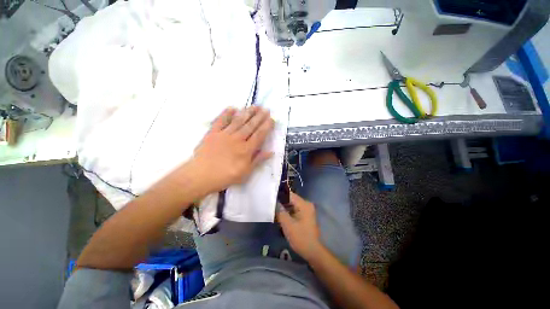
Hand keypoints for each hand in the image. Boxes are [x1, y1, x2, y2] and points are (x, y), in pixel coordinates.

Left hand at [189, 106, 274, 193]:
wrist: (201, 176)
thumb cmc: (225, 176)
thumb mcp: (245, 172)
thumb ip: (258, 160)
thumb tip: (271, 152)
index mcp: (246, 150)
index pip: (259, 135)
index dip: (266, 126)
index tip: (272, 119)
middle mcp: (237, 139)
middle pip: (250, 126)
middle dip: (259, 117)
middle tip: (266, 109)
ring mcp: (224, 135)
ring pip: (238, 121)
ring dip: (247, 113)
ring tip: (255, 106)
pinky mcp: (213, 133)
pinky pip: (220, 121)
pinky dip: (226, 113)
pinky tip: (233, 107)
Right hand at [277, 192, 322, 260]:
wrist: (313, 251)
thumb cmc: (300, 237)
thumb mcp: (287, 224)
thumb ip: (280, 211)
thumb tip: (274, 202)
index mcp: (304, 204)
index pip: (289, 194)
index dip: (279, 196)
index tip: (270, 198)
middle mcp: (306, 204)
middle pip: (291, 199)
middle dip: (281, 203)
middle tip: (271, 206)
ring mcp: (307, 210)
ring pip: (292, 205)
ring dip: (284, 208)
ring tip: (275, 212)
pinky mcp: (306, 215)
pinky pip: (295, 210)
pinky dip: (288, 212)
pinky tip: (282, 217)